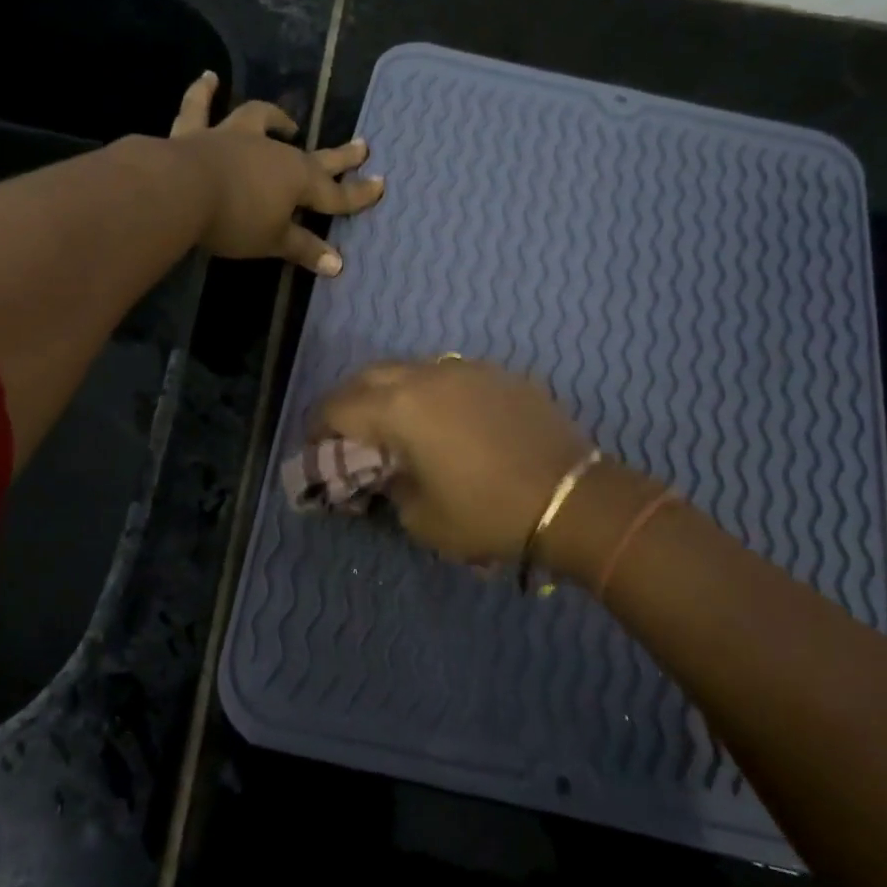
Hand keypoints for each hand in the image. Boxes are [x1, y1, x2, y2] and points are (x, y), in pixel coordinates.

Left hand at [167, 72, 383, 273]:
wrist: (181, 191)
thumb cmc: (235, 220)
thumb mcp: (273, 241)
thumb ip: (304, 249)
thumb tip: (337, 263)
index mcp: (297, 180)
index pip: (335, 193)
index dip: (358, 194)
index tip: (381, 185)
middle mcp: (272, 151)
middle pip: (312, 155)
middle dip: (339, 156)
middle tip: (362, 145)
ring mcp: (234, 137)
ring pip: (259, 120)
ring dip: (275, 118)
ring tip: (286, 121)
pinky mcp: (197, 133)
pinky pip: (200, 108)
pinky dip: (203, 92)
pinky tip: (209, 77)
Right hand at [316, 358, 594, 563]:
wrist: (572, 498)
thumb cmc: (487, 514)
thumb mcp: (421, 519)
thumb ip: (391, 488)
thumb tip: (388, 474)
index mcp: (399, 409)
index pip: (338, 407)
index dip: (316, 427)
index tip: (313, 448)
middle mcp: (427, 376)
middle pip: (368, 376)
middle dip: (348, 402)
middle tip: (345, 432)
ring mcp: (466, 369)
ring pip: (409, 368)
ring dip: (389, 392)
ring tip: (392, 423)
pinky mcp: (499, 374)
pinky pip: (448, 375)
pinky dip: (430, 392)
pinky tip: (442, 419)